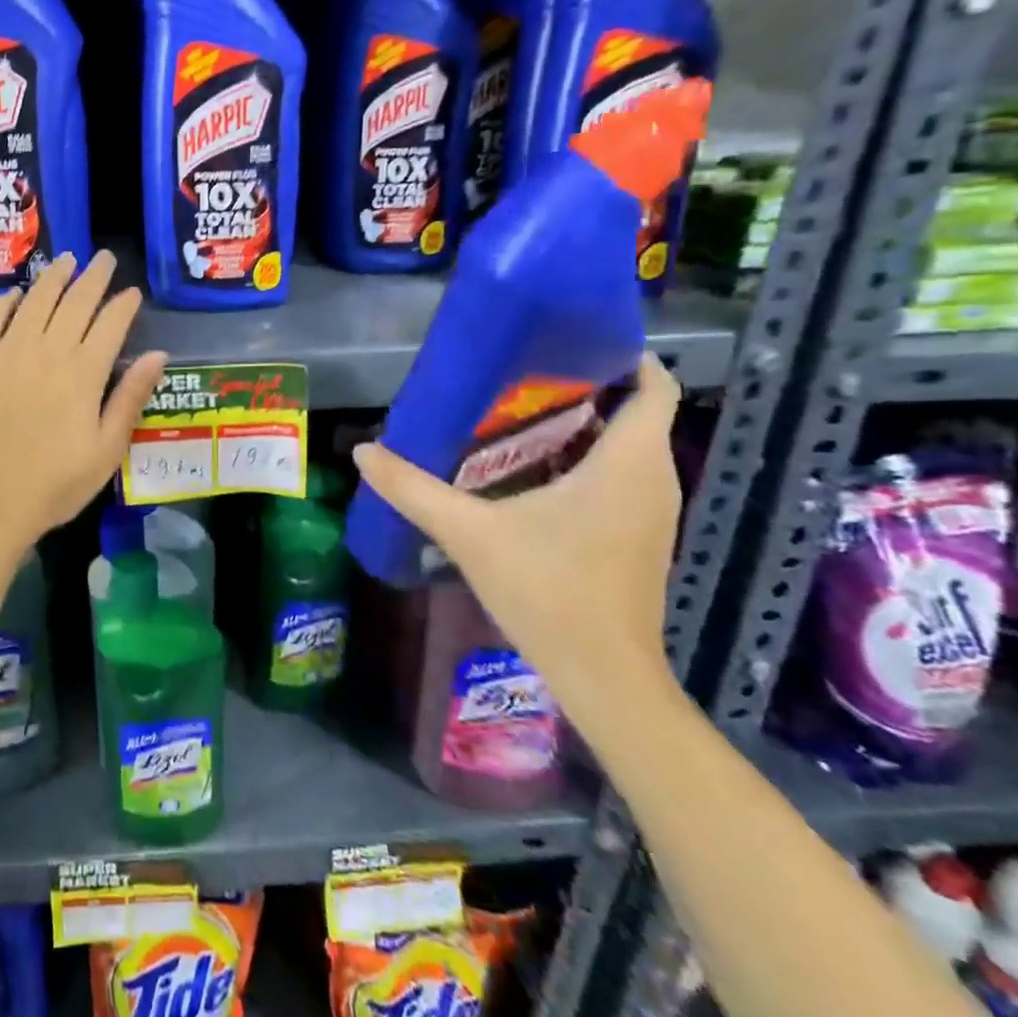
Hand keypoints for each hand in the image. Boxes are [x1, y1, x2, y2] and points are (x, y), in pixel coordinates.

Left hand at [0, 251, 167, 552]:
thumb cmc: (55, 485)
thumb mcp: (107, 450)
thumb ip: (131, 397)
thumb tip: (158, 353)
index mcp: (83, 373)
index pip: (111, 324)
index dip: (124, 304)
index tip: (132, 291)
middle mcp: (46, 351)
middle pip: (75, 302)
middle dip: (93, 276)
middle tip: (103, 258)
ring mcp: (6, 352)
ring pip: (35, 301)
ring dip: (53, 277)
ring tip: (66, 259)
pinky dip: (4, 301)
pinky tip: (15, 293)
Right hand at [352, 354, 683, 710]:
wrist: (604, 677)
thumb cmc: (548, 592)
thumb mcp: (469, 532)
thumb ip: (413, 488)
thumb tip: (363, 451)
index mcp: (628, 463)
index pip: (652, 386)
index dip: (622, 355)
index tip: (566, 339)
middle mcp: (653, 478)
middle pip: (632, 410)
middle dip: (581, 385)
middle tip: (516, 373)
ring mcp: (650, 510)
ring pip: (625, 444)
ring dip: (579, 423)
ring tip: (514, 410)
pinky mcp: (637, 534)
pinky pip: (619, 474)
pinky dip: (583, 457)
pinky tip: (528, 467)